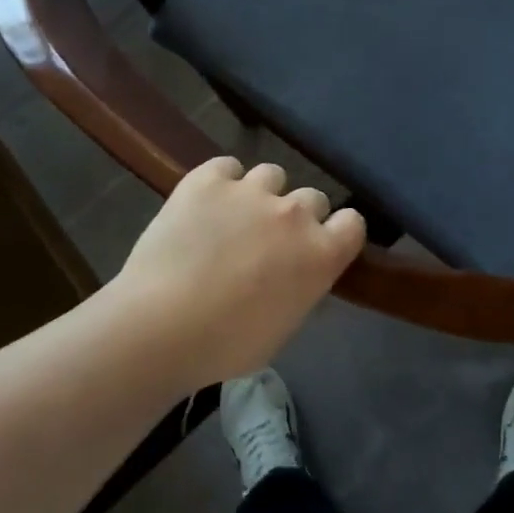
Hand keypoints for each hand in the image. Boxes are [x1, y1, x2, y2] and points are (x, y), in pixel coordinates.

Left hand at [112, 157, 366, 390]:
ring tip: (233, 219)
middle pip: (312, 197)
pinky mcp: (208, 179)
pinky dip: (220, 183)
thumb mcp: (283, 327)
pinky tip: (204, 205)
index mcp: (321, 254)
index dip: (337, 232)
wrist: (160, 327)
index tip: (320, 246)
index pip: (353, 223)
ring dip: (260, 195)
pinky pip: (226, 167)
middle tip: (269, 242)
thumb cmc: (225, 345)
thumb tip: (297, 274)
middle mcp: (294, 213)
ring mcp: (251, 190)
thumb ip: (301, 288)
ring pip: (271, 175)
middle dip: (297, 217)